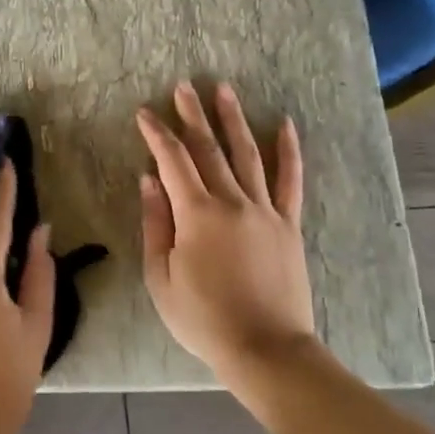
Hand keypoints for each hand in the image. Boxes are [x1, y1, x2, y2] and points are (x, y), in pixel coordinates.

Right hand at [137, 82, 317, 392]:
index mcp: (196, 214)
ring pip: (247, 154)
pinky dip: (288, 152)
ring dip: (233, 120)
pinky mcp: (288, 224)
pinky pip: (290, 181)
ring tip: (224, 90)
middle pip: (209, 149)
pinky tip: (285, 125)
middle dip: (192, 115)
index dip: (157, 134)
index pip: (172, 161)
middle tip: (182, 86)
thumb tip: (149, 180)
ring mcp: (265, 211)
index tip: (144, 113)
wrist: (264, 347)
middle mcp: (232, 202)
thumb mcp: (161, 276)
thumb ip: (156, 224)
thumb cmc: (202, 317)